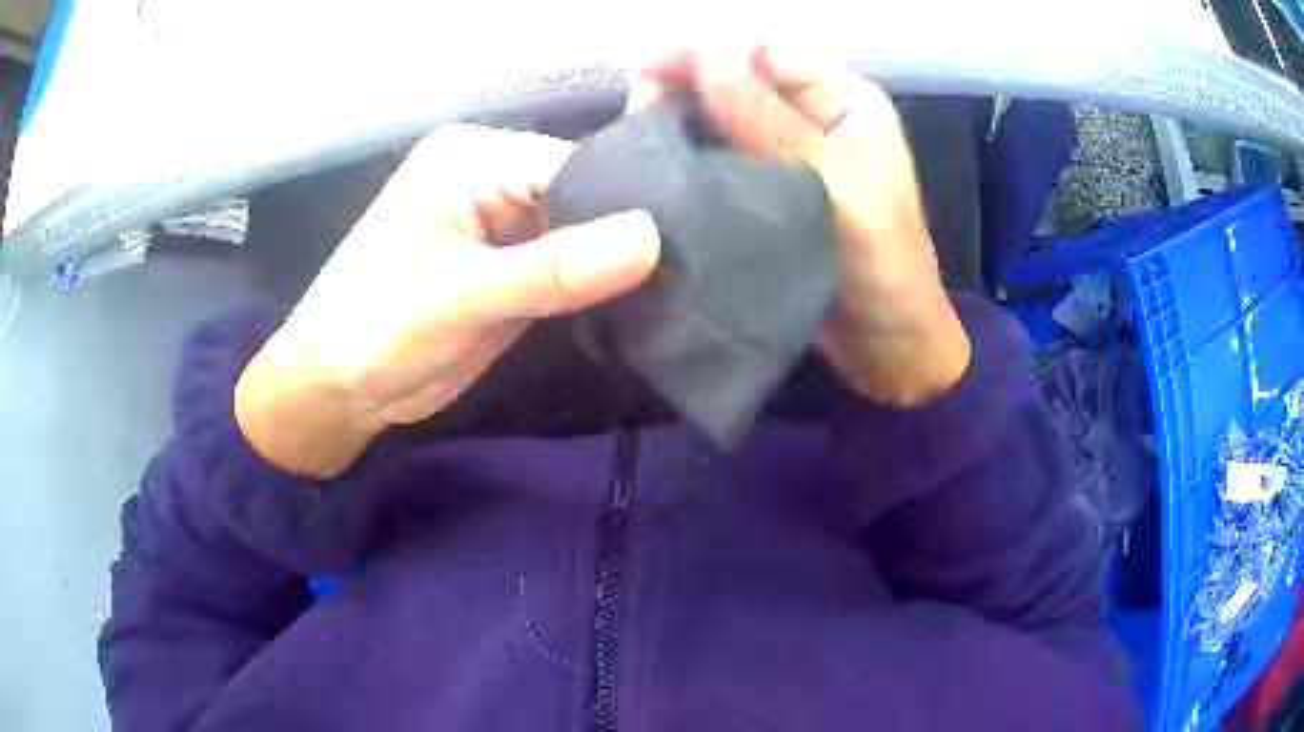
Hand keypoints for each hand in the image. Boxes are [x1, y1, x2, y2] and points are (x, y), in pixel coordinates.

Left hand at [235, 125, 659, 477]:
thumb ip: (554, 268)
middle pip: (583, 198)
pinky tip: (643, 303)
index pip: (571, 165)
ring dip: (616, 267)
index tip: (688, 240)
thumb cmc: (374, 328)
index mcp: (472, 160)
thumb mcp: (460, 294)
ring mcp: (504, 230)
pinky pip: (569, 272)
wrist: (337, 393)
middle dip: (625, 236)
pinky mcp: (511, 273)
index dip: (627, 201)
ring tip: (682, 288)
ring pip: (582, 237)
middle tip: (695, 268)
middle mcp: (492, 182)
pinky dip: (596, 290)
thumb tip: (652, 238)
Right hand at [632, 44, 970, 406]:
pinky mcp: (763, 196)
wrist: (887, 351)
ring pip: (721, 119)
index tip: (646, 72)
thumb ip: (770, 121)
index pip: (765, 50)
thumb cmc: (883, 266)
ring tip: (635, 140)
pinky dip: (686, 160)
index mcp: (844, 99)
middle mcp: (811, 117)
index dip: (706, 51)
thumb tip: (706, 51)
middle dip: (684, 86)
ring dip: (678, 123)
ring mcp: (785, 157)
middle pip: (736, 79)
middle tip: (634, 113)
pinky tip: (655, 169)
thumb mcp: (836, 186)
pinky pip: (718, 162)